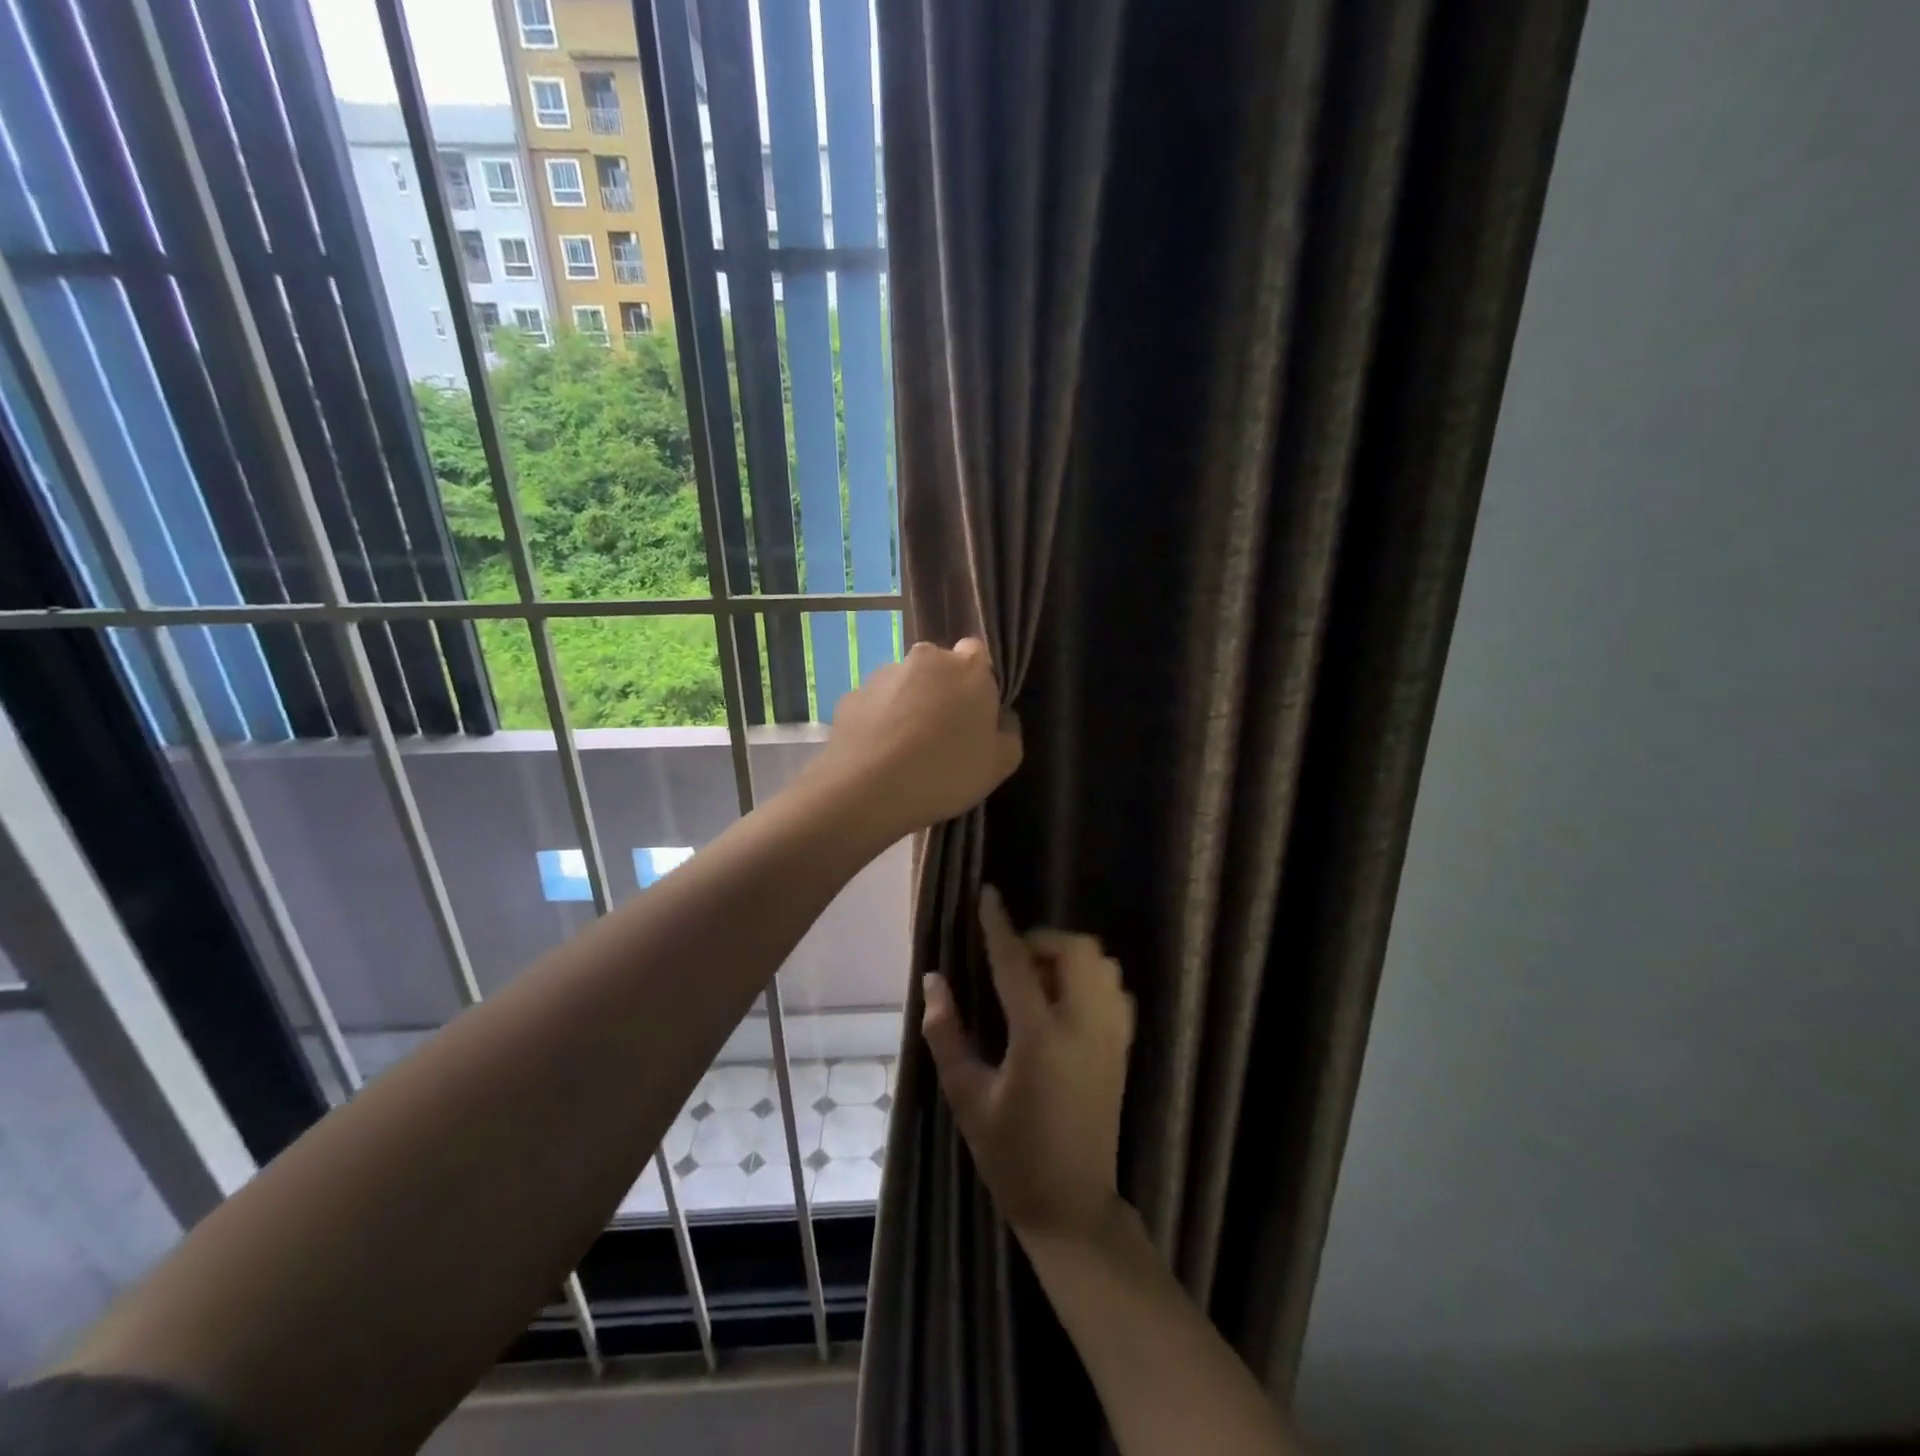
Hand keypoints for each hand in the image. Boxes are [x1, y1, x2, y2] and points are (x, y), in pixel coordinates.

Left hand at [812, 637, 1022, 838]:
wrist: (867, 791)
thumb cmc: (946, 773)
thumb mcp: (1000, 764)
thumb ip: (1008, 731)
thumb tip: (1000, 716)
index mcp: (968, 668)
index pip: (976, 654)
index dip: (976, 681)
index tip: (974, 712)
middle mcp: (924, 659)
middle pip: (937, 668)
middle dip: (940, 692)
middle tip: (941, 735)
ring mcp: (883, 675)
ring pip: (903, 685)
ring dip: (907, 706)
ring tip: (905, 751)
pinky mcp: (851, 696)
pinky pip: (874, 706)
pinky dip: (878, 723)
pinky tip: (879, 756)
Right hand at [922, 886, 1133, 1241]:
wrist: (1073, 1206)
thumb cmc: (1011, 1155)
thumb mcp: (967, 1097)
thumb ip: (947, 1034)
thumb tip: (934, 981)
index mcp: (1040, 1038)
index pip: (1016, 963)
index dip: (998, 924)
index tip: (987, 894)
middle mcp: (1084, 1027)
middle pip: (1075, 949)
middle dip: (1042, 940)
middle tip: (1013, 964)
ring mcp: (1111, 1036)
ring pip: (1101, 963)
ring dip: (1068, 957)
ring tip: (1039, 984)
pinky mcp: (1123, 1048)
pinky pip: (1114, 988)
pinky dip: (1091, 978)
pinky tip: (1066, 1004)